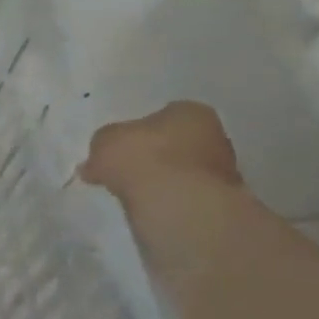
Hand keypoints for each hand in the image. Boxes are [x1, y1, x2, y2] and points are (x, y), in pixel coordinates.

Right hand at [80, 102, 241, 201]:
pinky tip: (148, 206)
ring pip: (182, 171)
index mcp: (191, 112)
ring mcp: (221, 171)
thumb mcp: (104, 141)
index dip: (139, 131)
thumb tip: (97, 161)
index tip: (122, 147)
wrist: (176, 203)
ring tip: (133, 192)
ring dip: (161, 179)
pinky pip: (184, 195)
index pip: (164, 115)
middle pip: (177, 143)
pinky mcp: (218, 202)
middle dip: (154, 155)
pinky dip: (168, 200)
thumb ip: (102, 145)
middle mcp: (215, 136)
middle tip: (126, 169)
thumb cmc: (142, 158)